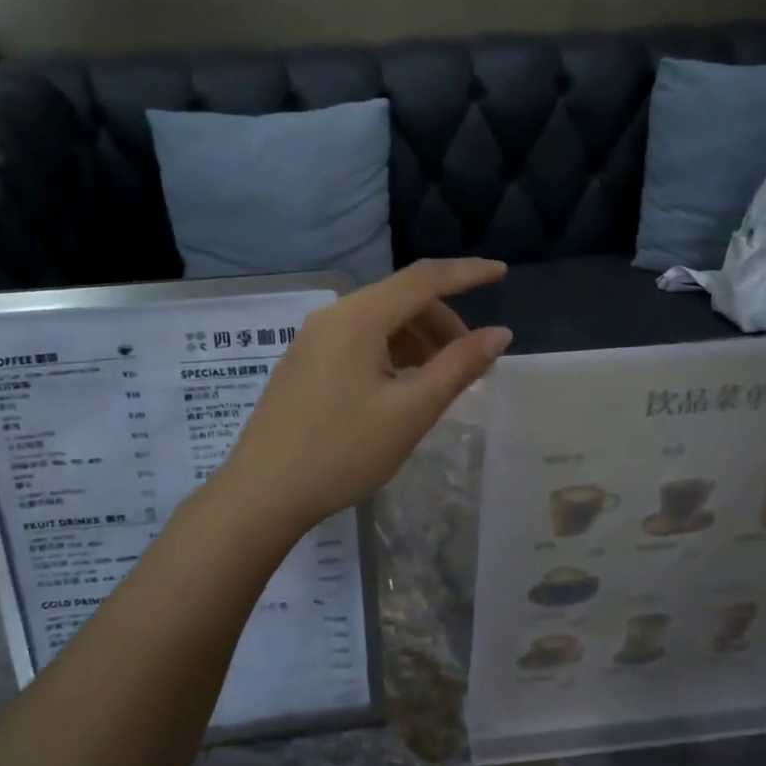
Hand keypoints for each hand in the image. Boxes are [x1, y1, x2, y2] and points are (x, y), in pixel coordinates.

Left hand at [218, 259, 512, 532]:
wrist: (263, 493)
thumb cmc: (343, 451)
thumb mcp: (411, 411)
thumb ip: (459, 366)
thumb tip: (499, 333)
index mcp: (359, 317)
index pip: (424, 278)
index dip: (468, 273)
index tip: (502, 273)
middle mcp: (333, 316)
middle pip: (401, 299)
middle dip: (443, 322)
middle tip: (471, 362)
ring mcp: (313, 338)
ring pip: (379, 321)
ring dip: (417, 340)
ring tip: (438, 380)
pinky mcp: (303, 362)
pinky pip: (358, 340)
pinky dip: (390, 352)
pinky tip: (400, 387)